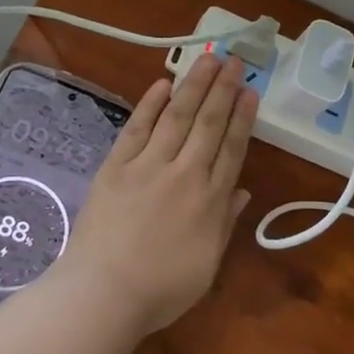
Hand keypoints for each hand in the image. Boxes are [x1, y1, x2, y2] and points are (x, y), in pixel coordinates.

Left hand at [54, 54, 257, 334]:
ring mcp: (148, 165)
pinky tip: (163, 83)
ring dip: (194, 85)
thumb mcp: (207, 264)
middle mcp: (184, 173)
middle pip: (208, 123)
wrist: (103, 293)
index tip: (250, 90)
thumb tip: (243, 191)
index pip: (231, 148)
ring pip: (177, 116)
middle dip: (223, 89)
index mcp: (210, 200)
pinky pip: (137, 127)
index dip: (243, 117)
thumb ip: (225, 223)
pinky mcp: (116, 166)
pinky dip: (150, 103)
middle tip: (234, 60)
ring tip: (208, 59)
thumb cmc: (160, 289)